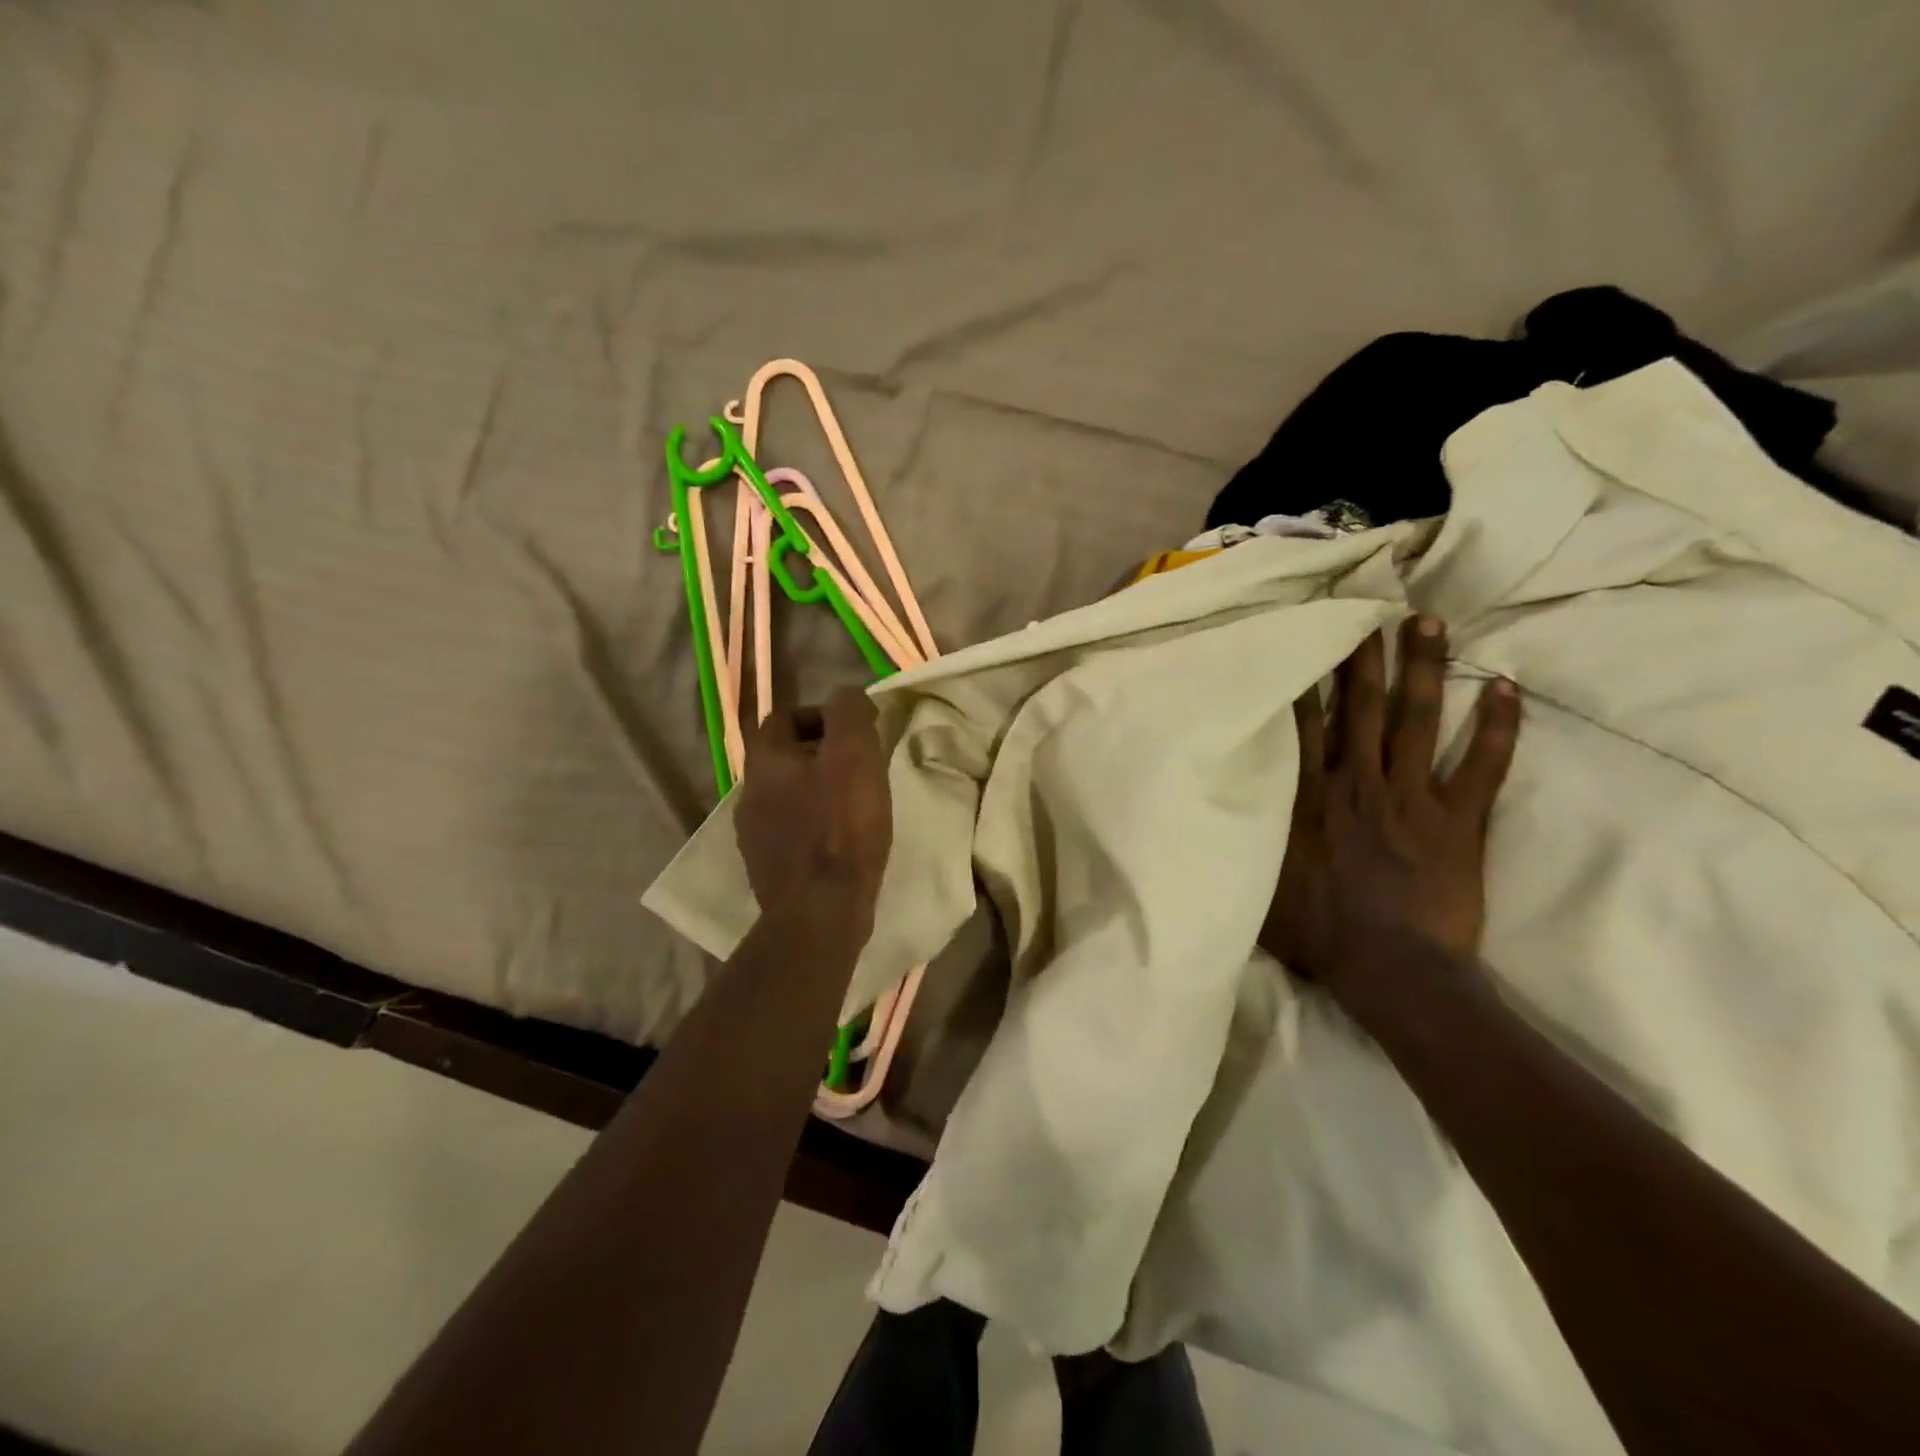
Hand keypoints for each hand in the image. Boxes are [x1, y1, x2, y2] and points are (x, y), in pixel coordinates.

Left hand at [735, 687, 892, 914]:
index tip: (853, 733)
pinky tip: (840, 842)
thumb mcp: (854, 755)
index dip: (820, 716)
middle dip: (821, 755)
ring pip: (787, 796)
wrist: (819, 912)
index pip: (782, 717)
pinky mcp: (766, 868)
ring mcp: (753, 835)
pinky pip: (790, 832)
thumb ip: (849, 714)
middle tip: (860, 768)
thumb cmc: (840, 827)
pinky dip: (814, 827)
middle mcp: (748, 793)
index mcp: (764, 761)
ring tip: (854, 806)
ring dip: (817, 792)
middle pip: (783, 758)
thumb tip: (848, 697)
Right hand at [1259, 615, 1520, 998]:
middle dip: (1365, 657)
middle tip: (1372, 611)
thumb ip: (1248, 838)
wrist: (1390, 969)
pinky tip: (1508, 687)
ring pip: (1418, 720)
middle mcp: (1358, 783)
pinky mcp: (1459, 821)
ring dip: (1424, 669)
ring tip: (1429, 623)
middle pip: (1364, 707)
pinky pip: (1484, 766)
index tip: (1308, 637)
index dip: (1306, 677)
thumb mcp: (1259, 883)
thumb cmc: (1318, 930)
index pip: (1305, 723)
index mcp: (1309, 796)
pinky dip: (1499, 728)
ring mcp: (1413, 797)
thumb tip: (1217, 811)